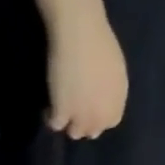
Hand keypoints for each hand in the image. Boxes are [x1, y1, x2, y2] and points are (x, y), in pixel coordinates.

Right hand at [46, 12, 126, 138]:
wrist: (79, 31)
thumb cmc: (99, 41)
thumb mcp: (115, 69)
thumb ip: (111, 91)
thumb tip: (101, 100)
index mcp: (117, 102)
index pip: (110, 122)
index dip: (99, 116)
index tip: (91, 107)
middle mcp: (101, 115)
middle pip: (91, 131)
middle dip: (84, 123)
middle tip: (74, 108)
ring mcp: (82, 117)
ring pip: (74, 133)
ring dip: (68, 123)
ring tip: (60, 109)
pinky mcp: (62, 113)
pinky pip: (55, 125)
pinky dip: (50, 117)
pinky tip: (48, 107)